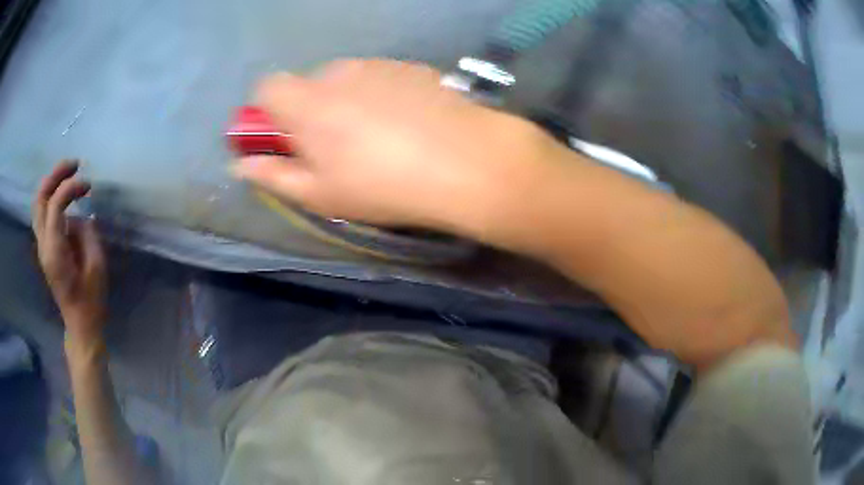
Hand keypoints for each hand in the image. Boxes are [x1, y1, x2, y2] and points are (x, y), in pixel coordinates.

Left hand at [33, 161, 106, 342]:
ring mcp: (42, 246)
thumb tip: (83, 217)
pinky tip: (66, 197)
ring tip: (69, 175)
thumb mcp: (96, 267)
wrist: (80, 324)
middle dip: (55, 175)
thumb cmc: (91, 300)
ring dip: (51, 184)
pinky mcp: (45, 248)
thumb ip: (88, 234)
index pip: (55, 204)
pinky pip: (43, 214)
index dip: (70, 187)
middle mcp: (43, 244)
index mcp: (54, 250)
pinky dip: (52, 198)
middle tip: (74, 165)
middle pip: (39, 198)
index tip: (88, 186)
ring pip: (38, 204)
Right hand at [232, 59, 563, 235]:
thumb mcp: (320, 194)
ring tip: (377, 137)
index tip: (284, 136)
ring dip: (346, 101)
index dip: (268, 111)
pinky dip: (380, 93)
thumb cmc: (383, 186)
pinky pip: (380, 76)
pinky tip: (407, 122)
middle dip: (310, 109)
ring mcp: (378, 65)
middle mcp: (338, 73)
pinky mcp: (411, 67)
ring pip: (345, 79)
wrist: (465, 161)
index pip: (266, 87)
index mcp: (307, 103)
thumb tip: (240, 164)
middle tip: (335, 145)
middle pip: (307, 83)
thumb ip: (273, 175)